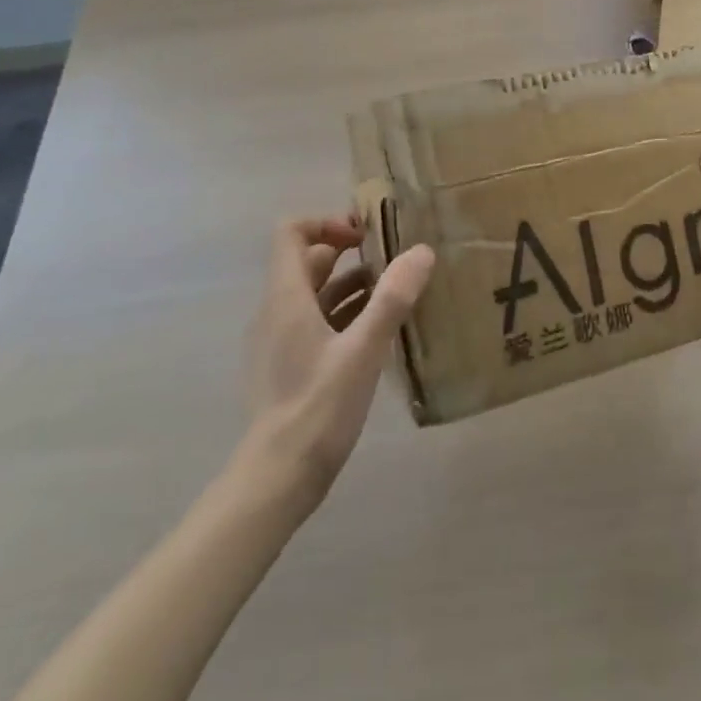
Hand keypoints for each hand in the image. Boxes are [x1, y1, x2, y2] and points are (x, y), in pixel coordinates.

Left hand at [241, 216, 434, 511]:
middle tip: (393, 259)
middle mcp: (278, 310)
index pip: (291, 232)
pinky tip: (380, 332)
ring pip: (316, 294)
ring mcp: (280, 340)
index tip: (366, 235)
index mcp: (287, 297)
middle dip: (349, 253)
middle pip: (308, 261)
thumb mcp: (363, 350)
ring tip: (397, 293)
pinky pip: (317, 322)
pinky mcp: (289, 365)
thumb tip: (422, 250)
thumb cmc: (318, 406)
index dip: (327, 223)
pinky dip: (346, 315)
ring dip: (352, 285)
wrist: (277, 478)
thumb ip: (392, 299)